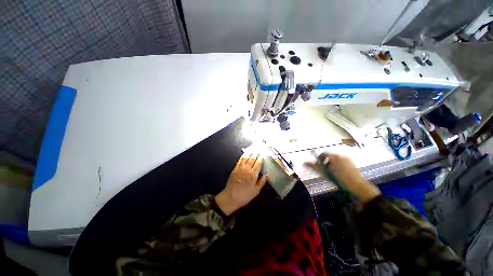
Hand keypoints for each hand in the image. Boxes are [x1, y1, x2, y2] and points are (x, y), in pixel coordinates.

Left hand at [215, 152, 269, 215]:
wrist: (230, 197)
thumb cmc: (245, 195)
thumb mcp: (256, 191)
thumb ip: (262, 182)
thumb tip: (268, 175)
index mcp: (253, 174)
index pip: (258, 163)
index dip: (261, 158)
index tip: (263, 154)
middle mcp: (247, 169)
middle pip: (252, 158)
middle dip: (256, 153)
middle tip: (259, 149)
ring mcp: (240, 168)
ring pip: (246, 157)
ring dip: (250, 152)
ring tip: (253, 149)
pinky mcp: (235, 168)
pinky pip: (240, 160)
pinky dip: (243, 156)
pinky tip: (245, 154)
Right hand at [305, 152, 380, 202]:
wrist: (358, 186)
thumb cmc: (340, 179)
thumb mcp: (326, 173)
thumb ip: (315, 167)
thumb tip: (304, 163)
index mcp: (334, 156)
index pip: (323, 154)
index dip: (319, 159)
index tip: (319, 166)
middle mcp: (341, 155)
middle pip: (329, 156)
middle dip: (326, 162)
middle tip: (325, 171)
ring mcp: (347, 159)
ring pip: (335, 159)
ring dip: (331, 164)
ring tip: (333, 173)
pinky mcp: (351, 163)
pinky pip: (341, 162)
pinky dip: (338, 165)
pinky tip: (339, 173)